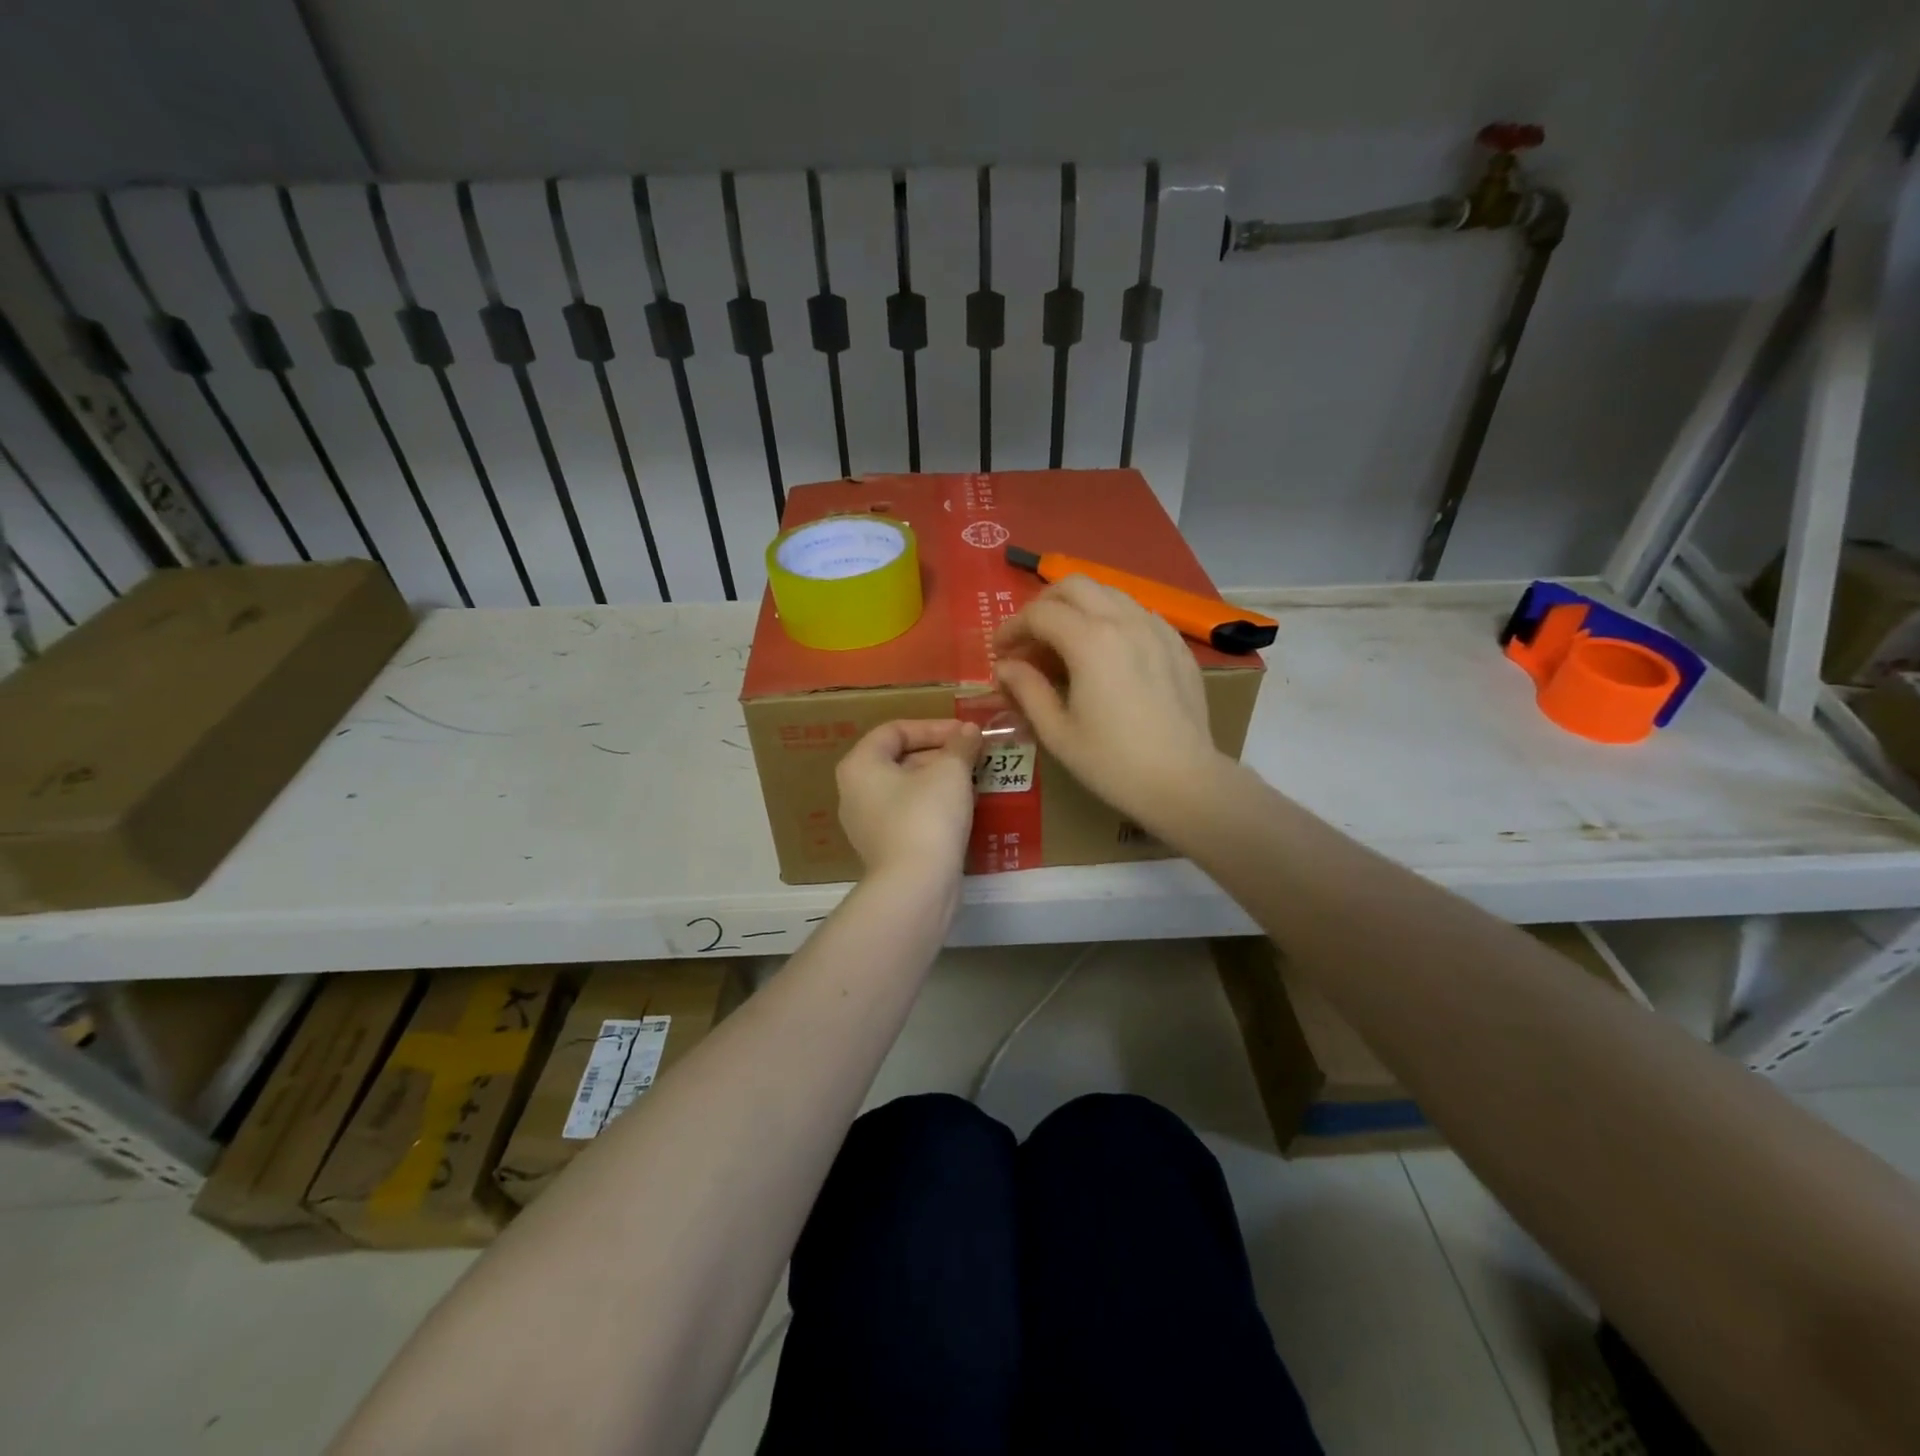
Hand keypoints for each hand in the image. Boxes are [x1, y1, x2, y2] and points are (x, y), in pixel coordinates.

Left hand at [836, 719, 982, 879]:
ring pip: (907, 789)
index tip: (966, 734)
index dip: (933, 727)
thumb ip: (960, 745)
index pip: (895, 730)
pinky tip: (963, 810)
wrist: (916, 886)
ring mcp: (867, 824)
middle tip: (974, 756)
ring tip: (974, 780)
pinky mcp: (884, 849)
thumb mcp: (950, 771)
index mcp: (860, 765)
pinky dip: (934, 806)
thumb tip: (969, 731)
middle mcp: (854, 792)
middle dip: (940, 754)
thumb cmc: (927, 816)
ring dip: (940, 780)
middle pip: (900, 759)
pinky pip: (910, 815)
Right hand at [993, 576, 1218, 826]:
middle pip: (1074, 585)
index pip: (1039, 613)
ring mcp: (1156, 628)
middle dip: (1043, 604)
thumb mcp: (1057, 732)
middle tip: (1030, 637)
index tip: (1000, 651)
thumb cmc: (1112, 762)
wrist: (1183, 781)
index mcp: (1090, 641)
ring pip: (1109, 592)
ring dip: (1078, 606)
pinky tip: (1107, 652)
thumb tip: (1006, 666)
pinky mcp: (1176, 644)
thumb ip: (1027, 689)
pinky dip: (1111, 618)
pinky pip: (1137, 612)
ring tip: (1065, 641)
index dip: (1012, 628)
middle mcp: (1124, 621)